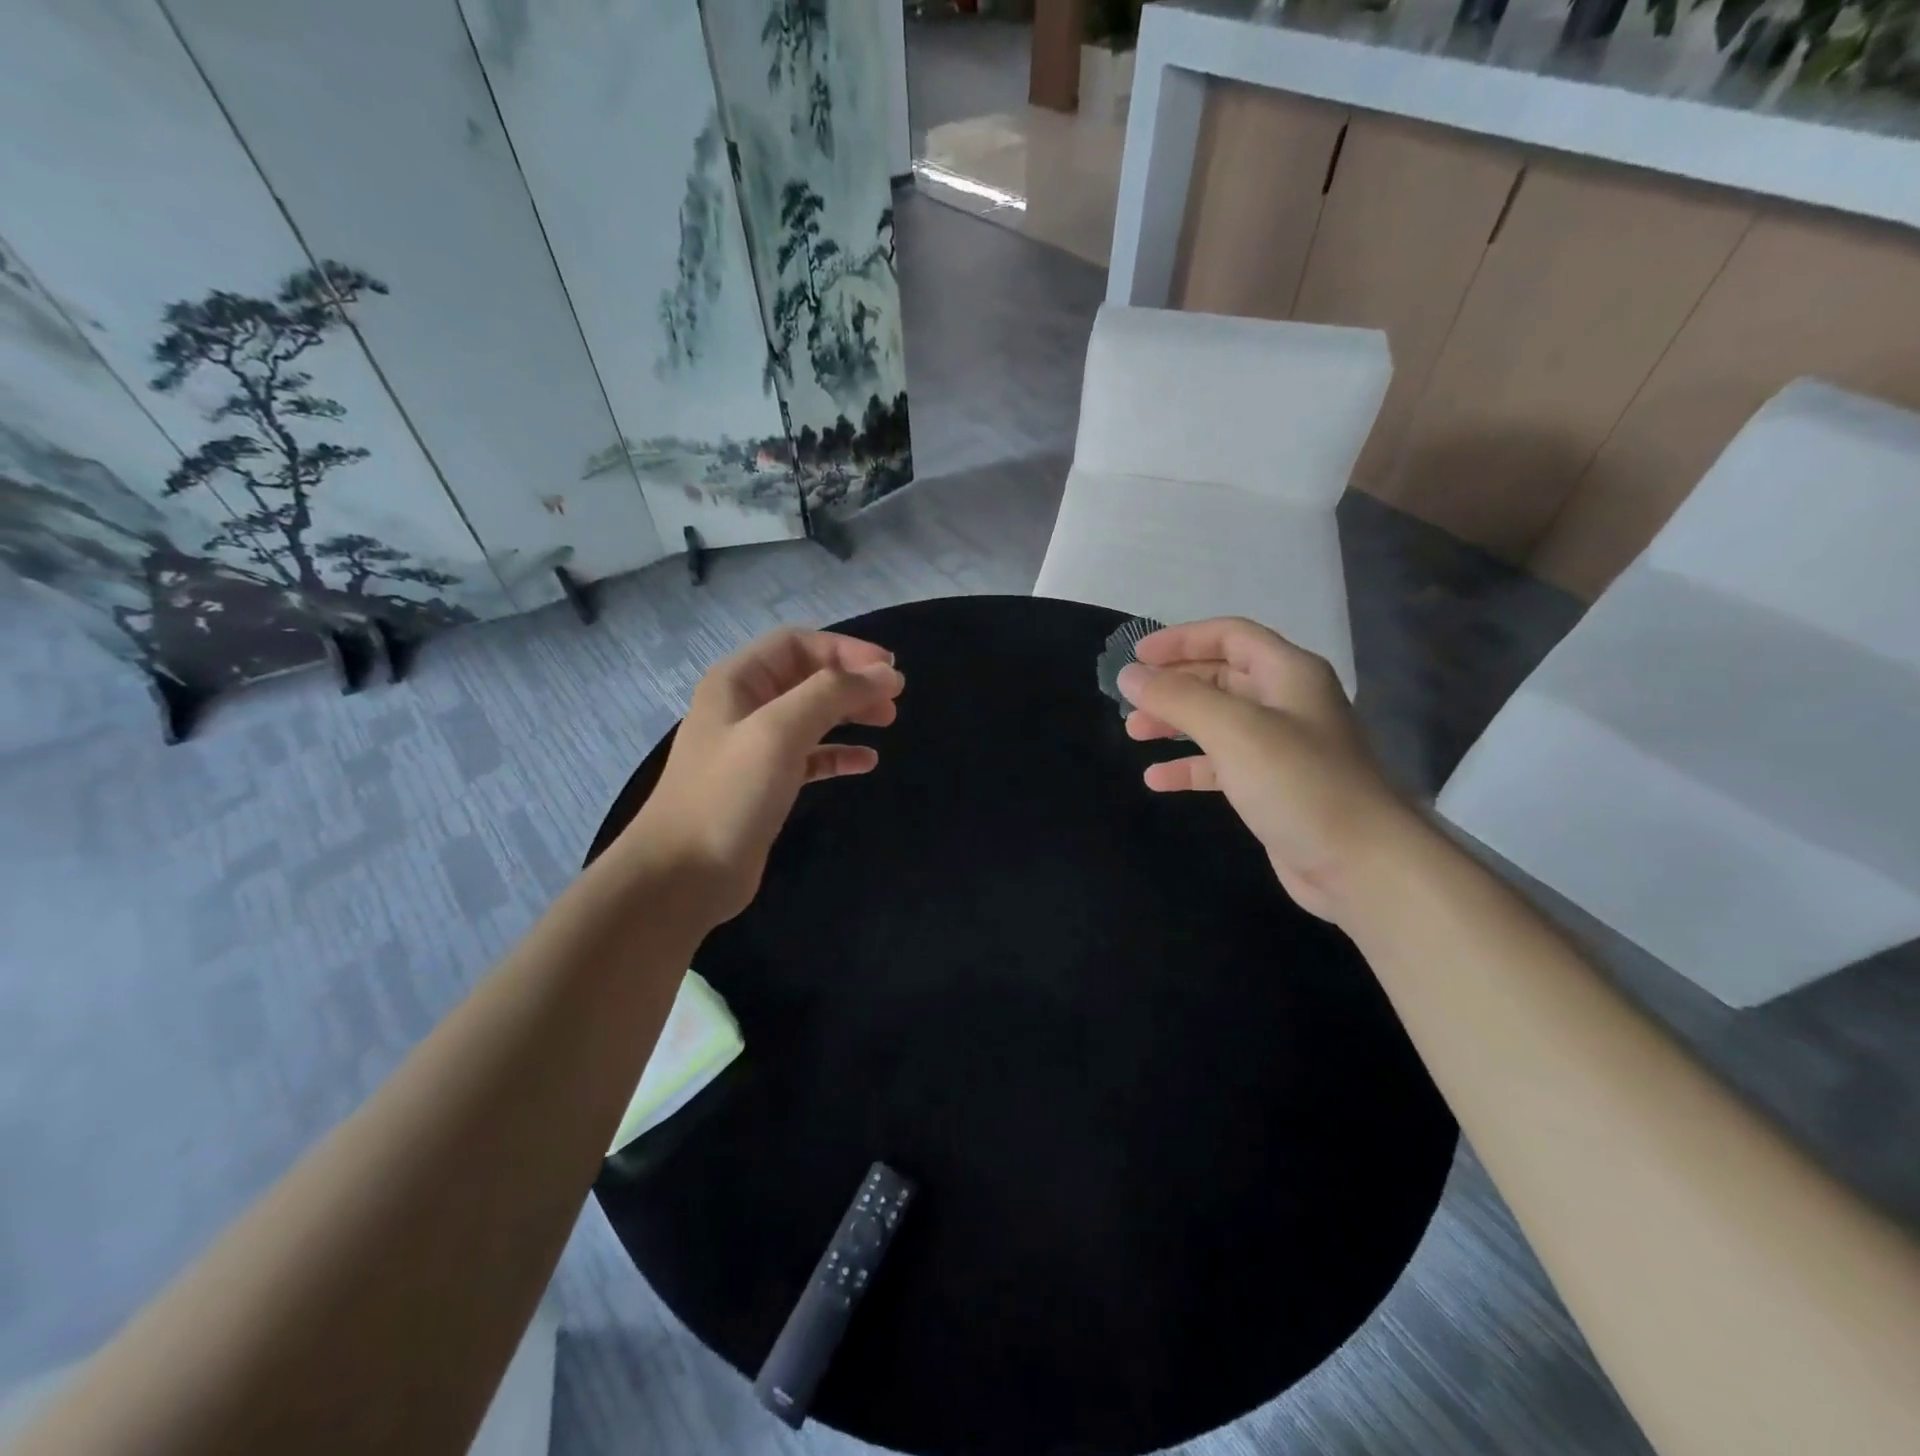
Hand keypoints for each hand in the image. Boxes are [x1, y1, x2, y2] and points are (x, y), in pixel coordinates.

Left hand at [619, 627, 904, 923]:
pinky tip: (866, 762)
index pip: (798, 643)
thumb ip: (832, 694)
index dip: (846, 650)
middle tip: (894, 699)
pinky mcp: (766, 784)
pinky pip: (810, 756)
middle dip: (852, 681)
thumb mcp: (779, 732)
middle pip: (807, 676)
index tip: (890, 671)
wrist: (684, 874)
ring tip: (887, 721)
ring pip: (811, 715)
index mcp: (738, 681)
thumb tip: (886, 674)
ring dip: (849, 713)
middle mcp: (744, 706)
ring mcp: (754, 747)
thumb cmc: (729, 794)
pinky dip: (839, 753)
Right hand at [1118, 618, 1416, 922]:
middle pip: (1220, 676)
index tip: (1136, 657)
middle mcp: (1286, 702)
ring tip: (1133, 732)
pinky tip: (1158, 779)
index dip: (1181, 639)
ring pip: (1217, 721)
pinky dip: (1190, 766)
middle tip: (1128, 698)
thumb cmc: (1299, 783)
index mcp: (1288, 673)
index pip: (1229, 636)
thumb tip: (1128, 675)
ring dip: (1175, 723)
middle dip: (1173, 684)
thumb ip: (1177, 698)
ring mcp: (1281, 747)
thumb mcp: (1233, 730)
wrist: (1361, 865)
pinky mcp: (1272, 787)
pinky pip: (1222, 764)